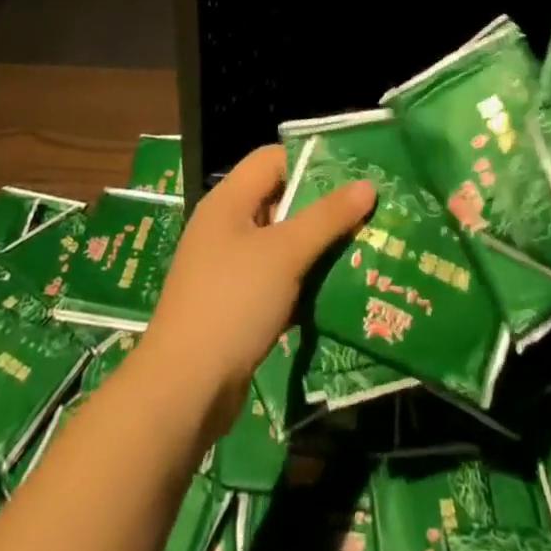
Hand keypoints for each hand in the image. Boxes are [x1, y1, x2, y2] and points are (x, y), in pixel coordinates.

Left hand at [145, 145, 373, 416]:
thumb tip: (367, 184)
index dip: (311, 162)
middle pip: (279, 199)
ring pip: (281, 242)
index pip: (273, 160)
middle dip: (322, 207)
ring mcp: (228, 267)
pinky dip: (303, 280)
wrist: (183, 391)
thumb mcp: (285, 253)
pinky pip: (276, 278)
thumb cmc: (233, 303)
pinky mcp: (235, 304)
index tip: (353, 175)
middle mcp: (226, 226)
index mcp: (229, 200)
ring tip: (362, 247)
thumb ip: (327, 217)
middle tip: (366, 213)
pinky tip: (336, 288)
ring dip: (316, 246)